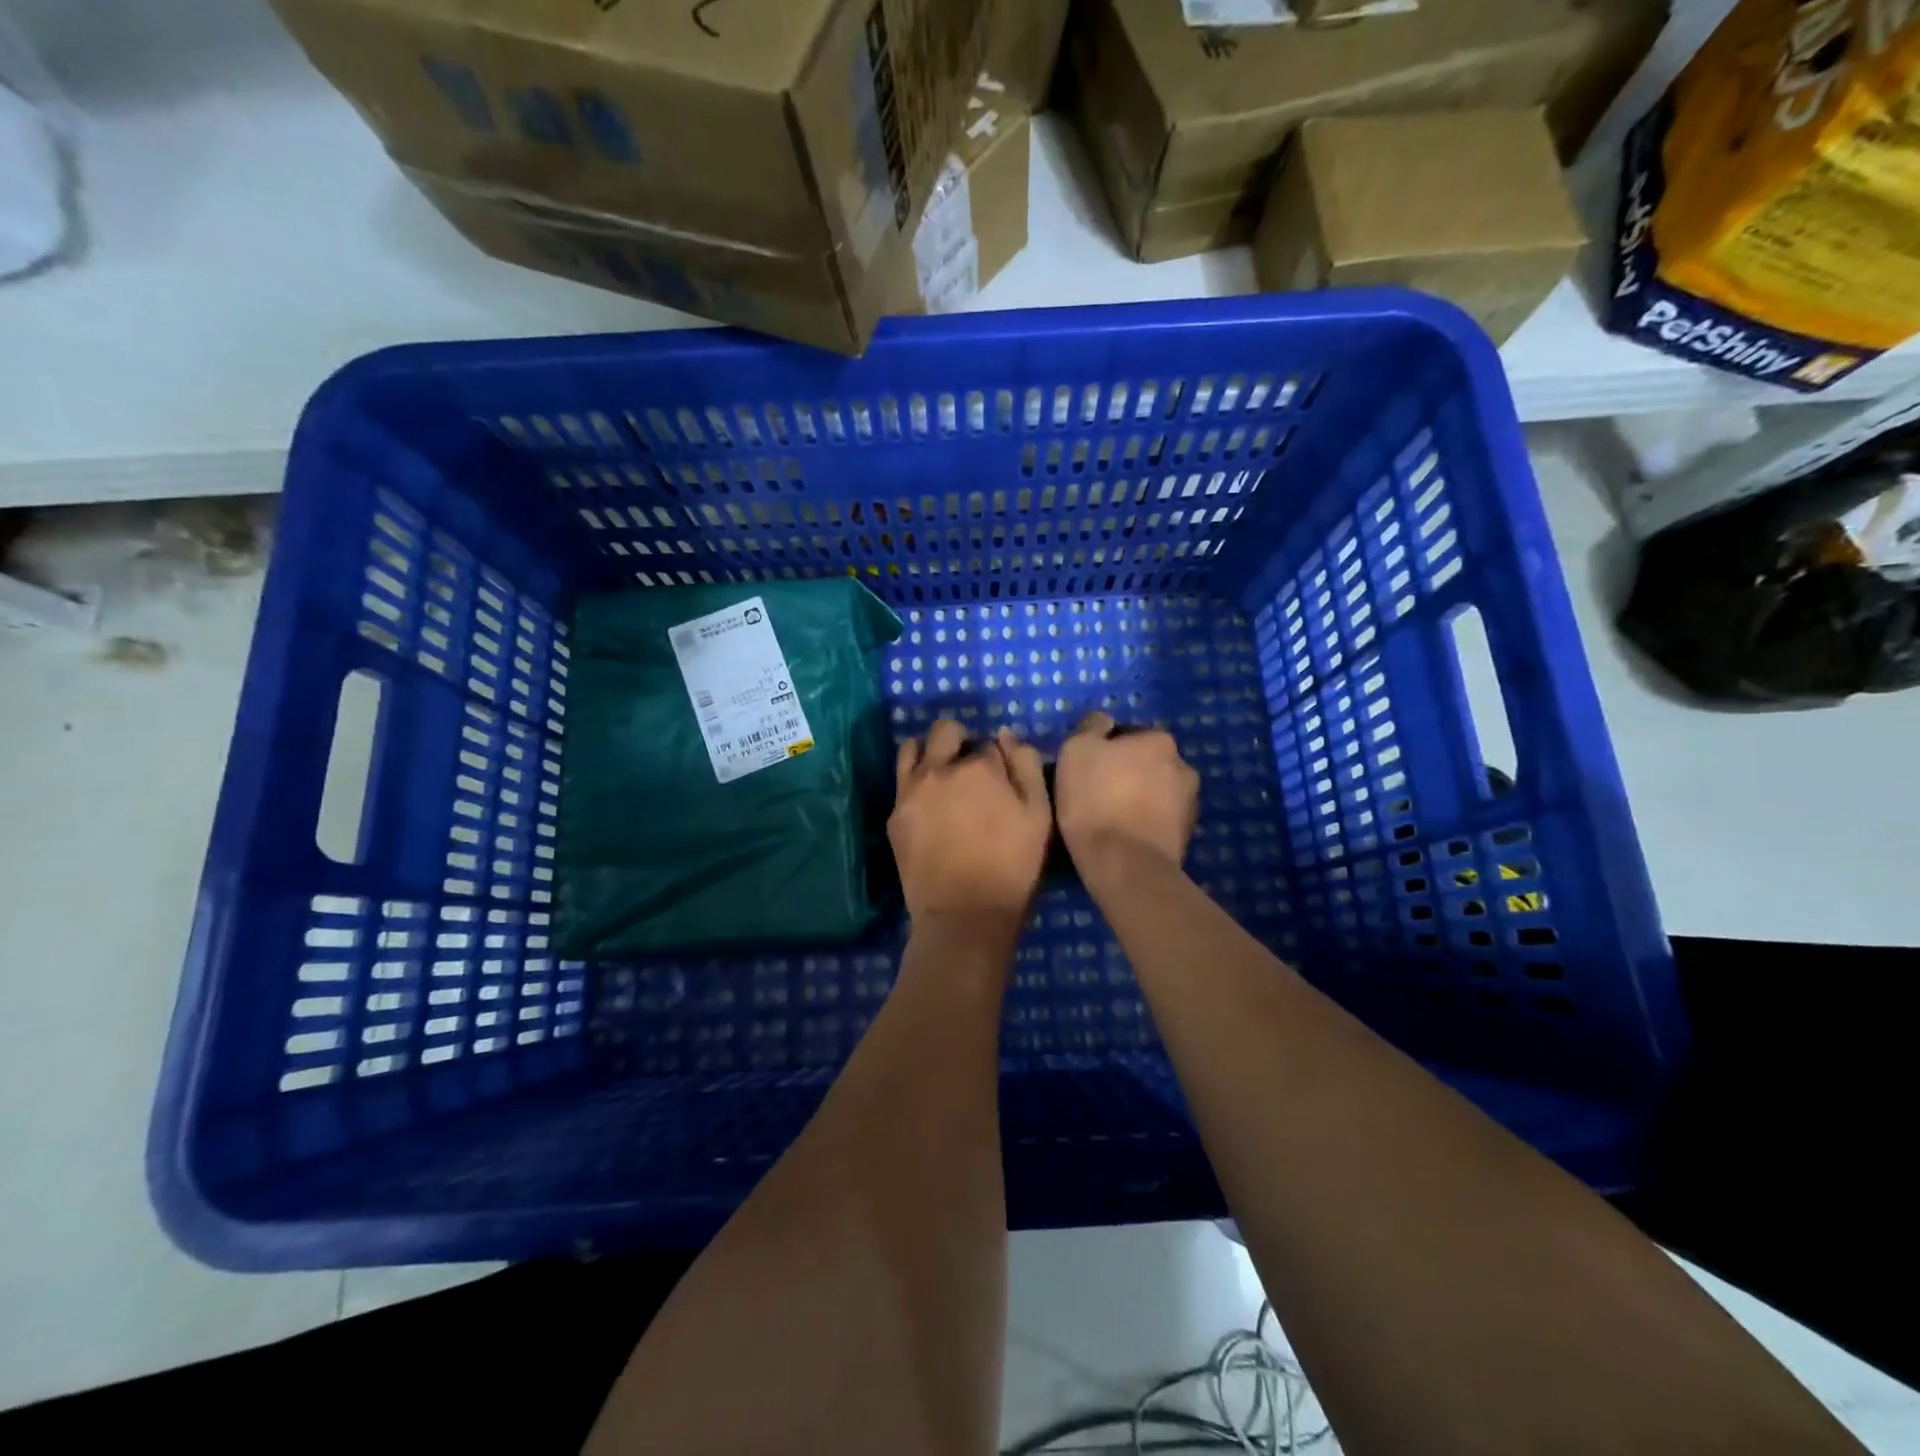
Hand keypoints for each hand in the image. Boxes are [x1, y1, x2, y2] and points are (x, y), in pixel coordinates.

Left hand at [890, 720, 1051, 930]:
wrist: (964, 915)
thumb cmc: (1013, 867)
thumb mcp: (1039, 815)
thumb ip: (1026, 767)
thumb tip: (1006, 734)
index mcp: (979, 767)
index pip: (988, 742)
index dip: (997, 758)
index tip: (1001, 778)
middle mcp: (939, 769)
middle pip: (945, 731)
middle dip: (959, 740)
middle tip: (970, 767)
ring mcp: (911, 791)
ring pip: (912, 747)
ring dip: (929, 751)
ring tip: (941, 773)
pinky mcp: (894, 816)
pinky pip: (901, 781)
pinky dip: (915, 780)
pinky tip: (928, 802)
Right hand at [1053, 711, 1199, 885]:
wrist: (1124, 864)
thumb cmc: (1096, 800)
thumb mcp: (1076, 750)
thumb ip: (1091, 727)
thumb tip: (1103, 722)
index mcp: (1159, 740)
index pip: (1128, 735)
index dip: (1104, 750)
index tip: (1085, 770)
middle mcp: (1183, 765)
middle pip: (1146, 763)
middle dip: (1126, 773)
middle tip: (1095, 793)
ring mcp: (1190, 803)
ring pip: (1155, 792)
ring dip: (1137, 798)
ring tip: (1109, 819)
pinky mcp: (1187, 837)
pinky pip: (1159, 820)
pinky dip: (1144, 823)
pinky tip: (1123, 837)